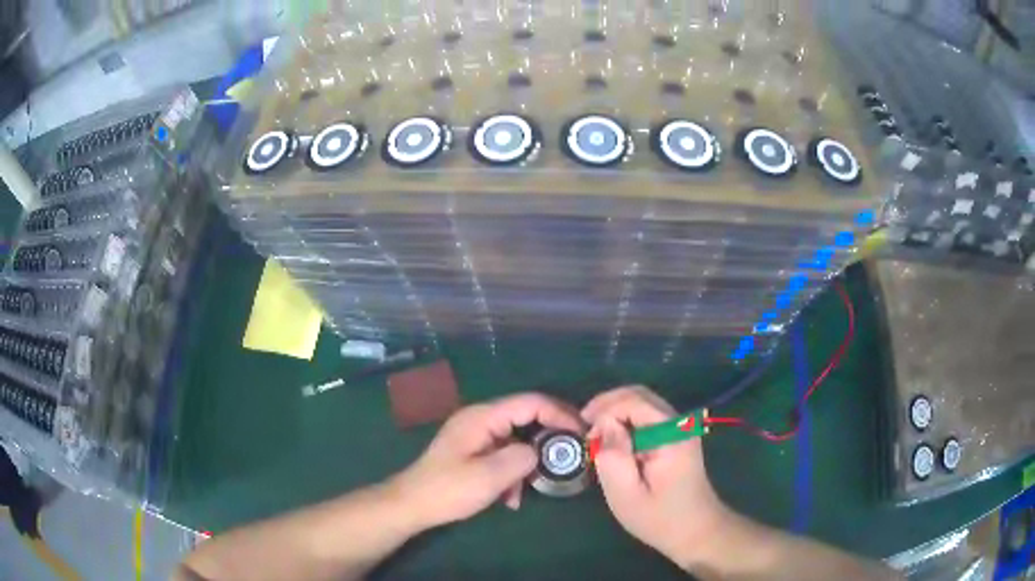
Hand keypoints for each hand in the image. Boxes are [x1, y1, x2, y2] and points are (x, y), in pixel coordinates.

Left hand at [391, 393, 582, 529]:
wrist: (412, 504)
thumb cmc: (447, 489)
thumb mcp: (488, 477)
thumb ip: (521, 458)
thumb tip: (539, 452)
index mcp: (483, 417)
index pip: (530, 402)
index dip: (559, 413)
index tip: (580, 432)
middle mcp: (481, 419)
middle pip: (525, 418)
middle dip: (547, 439)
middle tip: (569, 457)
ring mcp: (477, 435)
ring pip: (517, 440)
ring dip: (527, 463)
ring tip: (529, 488)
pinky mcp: (474, 451)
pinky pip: (504, 454)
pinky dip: (512, 472)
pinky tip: (510, 497)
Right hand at [583, 386, 729, 567]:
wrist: (695, 530)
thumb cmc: (659, 518)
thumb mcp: (626, 495)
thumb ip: (613, 456)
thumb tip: (604, 425)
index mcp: (671, 435)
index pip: (634, 401)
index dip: (604, 409)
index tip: (584, 432)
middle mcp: (679, 423)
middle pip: (639, 395)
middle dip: (608, 405)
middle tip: (586, 428)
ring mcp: (681, 427)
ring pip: (642, 402)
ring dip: (616, 412)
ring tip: (596, 436)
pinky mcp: (677, 435)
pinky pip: (647, 416)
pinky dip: (626, 421)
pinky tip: (614, 441)